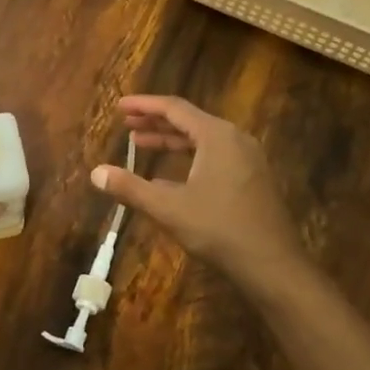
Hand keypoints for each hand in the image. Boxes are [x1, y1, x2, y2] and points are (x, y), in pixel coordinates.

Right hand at [91, 95, 301, 278]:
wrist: (273, 264)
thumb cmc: (219, 229)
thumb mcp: (169, 209)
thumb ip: (131, 188)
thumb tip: (96, 173)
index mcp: (216, 135)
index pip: (174, 108)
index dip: (144, 105)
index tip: (120, 106)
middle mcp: (235, 138)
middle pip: (189, 120)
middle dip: (155, 122)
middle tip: (126, 124)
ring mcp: (247, 158)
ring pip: (203, 139)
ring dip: (171, 140)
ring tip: (141, 143)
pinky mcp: (253, 177)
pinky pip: (215, 155)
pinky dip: (189, 157)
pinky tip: (169, 175)